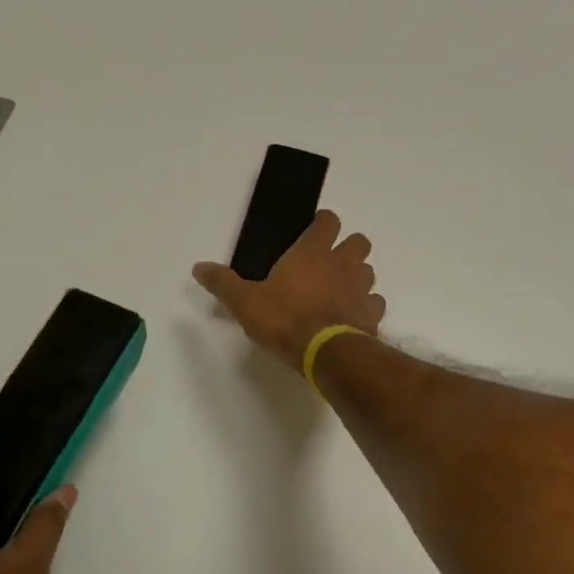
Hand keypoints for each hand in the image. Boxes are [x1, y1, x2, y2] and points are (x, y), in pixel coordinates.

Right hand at [193, 209, 386, 367]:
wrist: (324, 353)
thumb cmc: (283, 319)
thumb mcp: (244, 302)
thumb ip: (223, 283)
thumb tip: (198, 267)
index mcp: (312, 252)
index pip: (328, 221)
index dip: (323, 223)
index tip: (313, 232)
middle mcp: (343, 263)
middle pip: (359, 241)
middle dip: (348, 247)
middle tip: (328, 263)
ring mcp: (362, 288)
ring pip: (369, 271)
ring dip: (357, 277)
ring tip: (339, 292)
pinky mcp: (372, 314)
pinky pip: (375, 303)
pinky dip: (366, 307)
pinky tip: (351, 318)